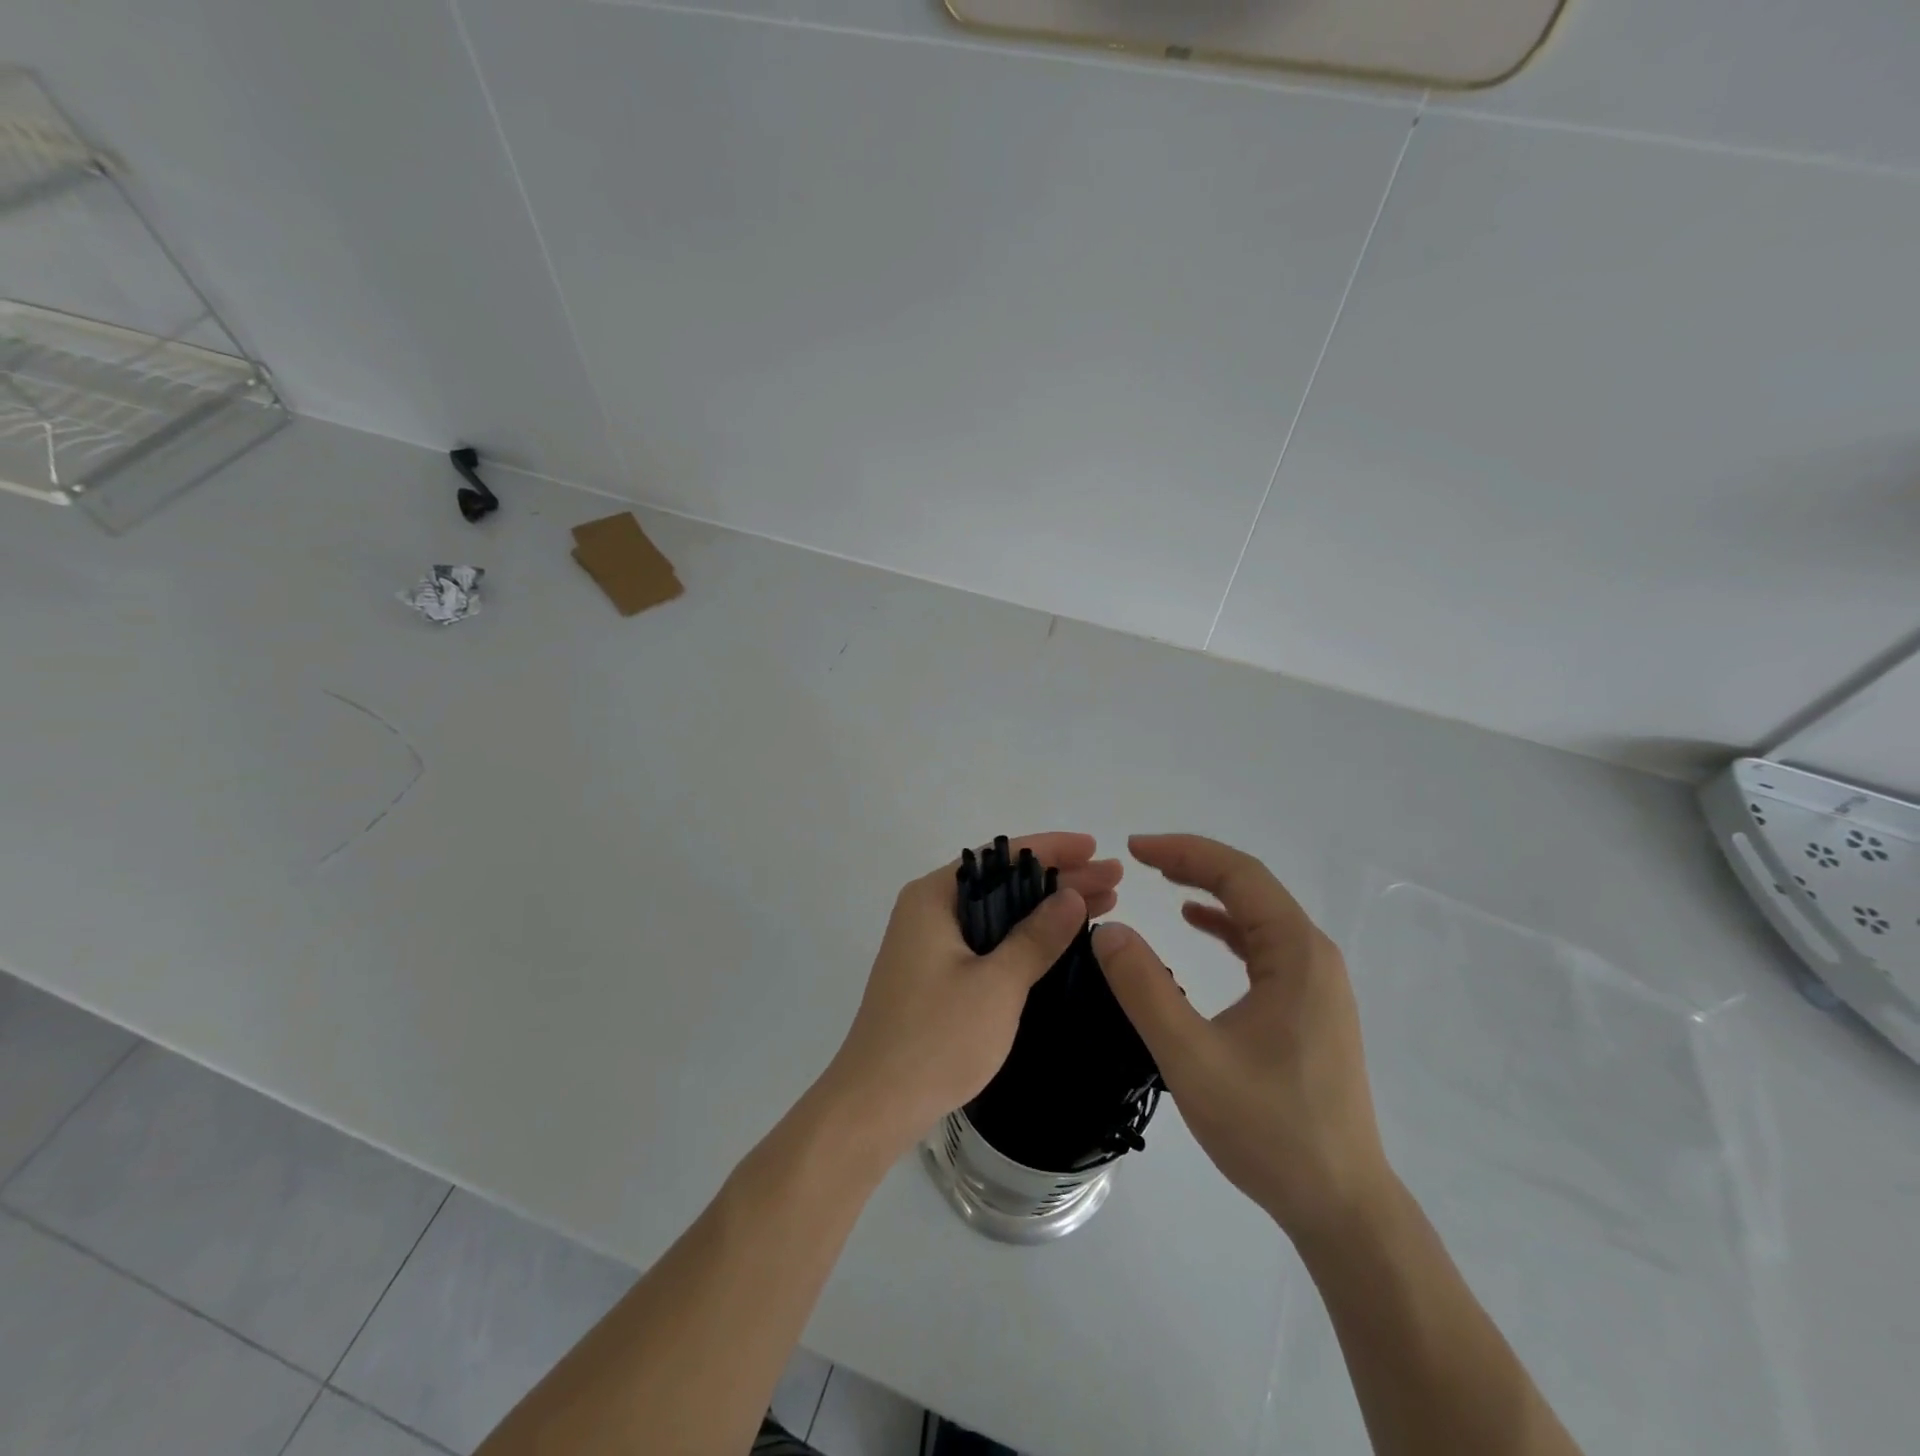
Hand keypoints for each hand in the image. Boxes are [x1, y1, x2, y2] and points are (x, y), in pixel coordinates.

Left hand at [823, 832, 1123, 1158]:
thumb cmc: (936, 1038)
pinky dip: (1025, 938)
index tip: (1094, 847)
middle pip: (1002, 882)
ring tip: (1103, 905)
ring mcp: (929, 945)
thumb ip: (1036, 937)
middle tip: (1112, 880)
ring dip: (1045, 910)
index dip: (1052, 849)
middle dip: (1058, 880)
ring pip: (998, 914)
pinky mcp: (935, 975)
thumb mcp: (997, 984)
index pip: (1000, 857)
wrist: (875, 1105)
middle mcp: (928, 911)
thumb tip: (1072, 896)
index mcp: (933, 898)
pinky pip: (988, 941)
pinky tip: (1060, 942)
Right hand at [1092, 834, 1391, 1244]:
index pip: (1239, 875)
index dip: (1184, 852)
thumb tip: (1107, 930)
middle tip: (1139, 859)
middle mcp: (1313, 956)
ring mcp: (1316, 983)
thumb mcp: (1191, 1057)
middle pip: (1251, 887)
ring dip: (1209, 892)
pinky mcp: (1309, 1007)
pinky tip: (1195, 928)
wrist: (1341, 1205)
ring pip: (1257, 914)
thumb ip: (1144, 989)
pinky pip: (1263, 945)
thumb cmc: (1269, 1129)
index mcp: (1296, 954)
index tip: (1134, 848)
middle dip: (1193, 865)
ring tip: (1161, 882)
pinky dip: (1226, 926)